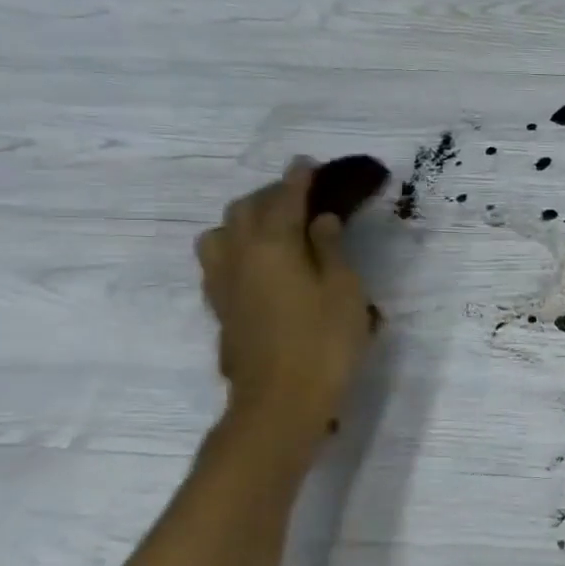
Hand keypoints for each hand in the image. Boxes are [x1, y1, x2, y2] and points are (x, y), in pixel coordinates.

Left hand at [196, 159, 376, 435]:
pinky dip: (237, 246)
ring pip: (221, 233)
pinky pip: (219, 260)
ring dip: (245, 220)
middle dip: (270, 194)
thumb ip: (331, 249)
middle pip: (245, 209)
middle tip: (299, 196)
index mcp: (273, 245)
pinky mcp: (220, 309)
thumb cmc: (324, 342)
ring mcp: (223, 283)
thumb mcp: (344, 290)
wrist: (280, 402)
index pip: (284, 199)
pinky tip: (257, 261)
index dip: (298, 179)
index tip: (308, 163)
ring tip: (272, 226)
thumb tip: (320, 220)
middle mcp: (239, 256)